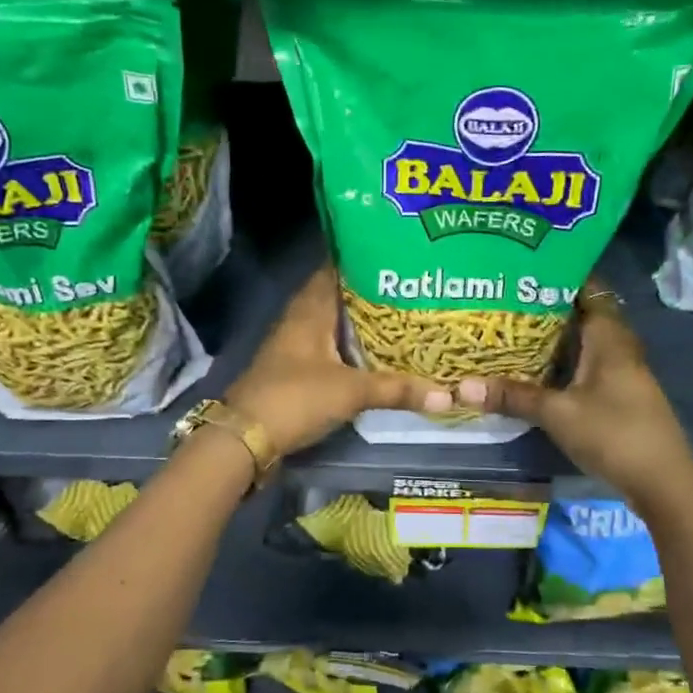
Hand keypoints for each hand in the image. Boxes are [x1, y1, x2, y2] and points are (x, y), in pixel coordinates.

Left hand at [226, 265, 449, 456]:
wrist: (246, 437)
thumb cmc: (296, 398)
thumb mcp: (351, 392)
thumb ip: (397, 390)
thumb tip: (447, 395)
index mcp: (310, 308)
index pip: (337, 268)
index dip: (366, 258)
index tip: (400, 255)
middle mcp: (301, 319)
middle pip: (340, 297)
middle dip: (373, 293)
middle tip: (413, 289)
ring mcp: (296, 345)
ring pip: (335, 324)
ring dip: (363, 323)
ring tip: (404, 318)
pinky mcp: (296, 370)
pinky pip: (331, 348)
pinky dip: (352, 348)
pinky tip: (378, 355)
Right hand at [453, 283, 692, 505]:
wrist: (663, 482)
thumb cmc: (613, 434)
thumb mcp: (557, 414)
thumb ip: (513, 397)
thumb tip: (462, 386)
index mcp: (610, 338)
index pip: (589, 290)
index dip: (562, 274)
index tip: (525, 267)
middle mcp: (619, 348)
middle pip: (583, 315)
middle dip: (548, 306)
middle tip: (507, 298)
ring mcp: (622, 373)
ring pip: (584, 343)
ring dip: (555, 337)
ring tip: (513, 329)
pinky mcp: (619, 396)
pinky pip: (586, 366)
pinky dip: (563, 362)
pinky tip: (536, 370)